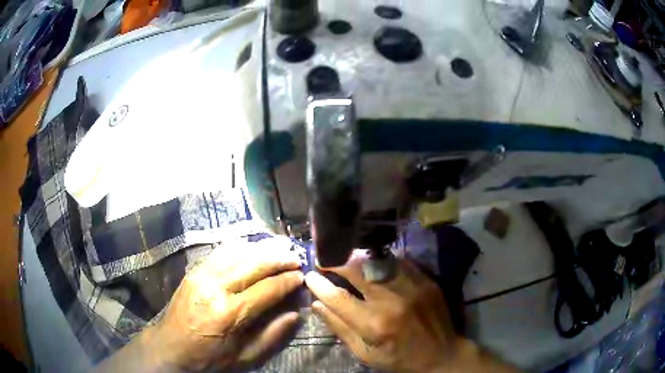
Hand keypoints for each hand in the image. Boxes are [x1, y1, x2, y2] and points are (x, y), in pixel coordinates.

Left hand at [147, 237, 303, 371]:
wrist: (170, 348)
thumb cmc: (209, 357)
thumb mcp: (245, 357)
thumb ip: (272, 336)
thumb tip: (296, 313)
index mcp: (230, 313)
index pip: (267, 289)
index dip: (288, 281)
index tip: (302, 276)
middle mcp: (216, 288)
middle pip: (254, 264)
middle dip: (278, 259)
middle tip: (295, 258)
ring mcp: (202, 275)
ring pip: (238, 253)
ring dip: (261, 250)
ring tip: (279, 249)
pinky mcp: (193, 271)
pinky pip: (220, 252)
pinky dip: (240, 247)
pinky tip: (251, 248)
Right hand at [305, 251, 517, 372]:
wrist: (441, 355)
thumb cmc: (398, 359)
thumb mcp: (365, 353)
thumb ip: (339, 328)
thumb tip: (316, 304)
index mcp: (374, 324)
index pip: (338, 297)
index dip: (319, 284)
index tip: (309, 276)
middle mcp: (392, 301)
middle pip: (357, 270)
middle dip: (337, 263)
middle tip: (327, 262)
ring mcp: (412, 287)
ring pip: (377, 261)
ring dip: (358, 260)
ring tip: (348, 261)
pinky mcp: (426, 280)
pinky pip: (399, 262)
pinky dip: (382, 261)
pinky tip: (376, 265)